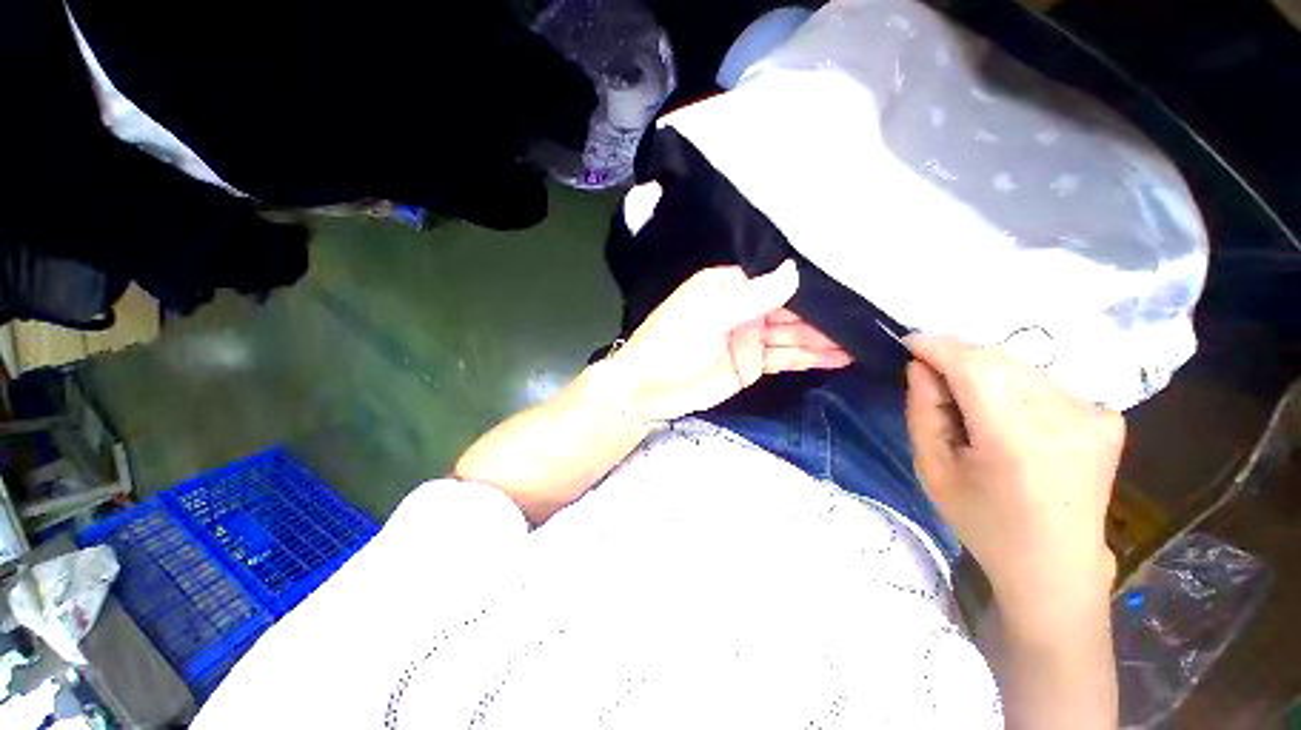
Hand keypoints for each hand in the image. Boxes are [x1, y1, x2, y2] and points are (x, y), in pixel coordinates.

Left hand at [609, 261, 851, 420]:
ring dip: (827, 337)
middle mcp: (744, 308)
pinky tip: (842, 356)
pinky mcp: (754, 364)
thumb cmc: (671, 343)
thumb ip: (752, 296)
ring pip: (794, 334)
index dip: (810, 283)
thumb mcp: (708, 315)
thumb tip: (795, 270)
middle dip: (826, 312)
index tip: (851, 280)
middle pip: (791, 307)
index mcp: (730, 286)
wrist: (649, 389)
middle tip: (871, 312)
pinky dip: (812, 357)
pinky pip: (788, 357)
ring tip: (868, 337)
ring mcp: (751, 337)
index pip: (776, 279)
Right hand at [904, 335, 1123, 614]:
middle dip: (956, 358)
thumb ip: (923, 411)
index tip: (909, 343)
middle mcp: (1066, 420)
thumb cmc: (983, 522)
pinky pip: (1044, 381)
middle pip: (998, 360)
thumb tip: (921, 367)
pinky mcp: (1108, 417)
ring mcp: (1095, 416)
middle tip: (932, 378)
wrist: (1056, 565)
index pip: (976, 367)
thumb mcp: (932, 469)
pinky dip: (1014, 386)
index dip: (939, 347)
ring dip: (983, 372)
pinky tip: (1008, 415)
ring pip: (1020, 366)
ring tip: (969, 403)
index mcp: (1017, 442)